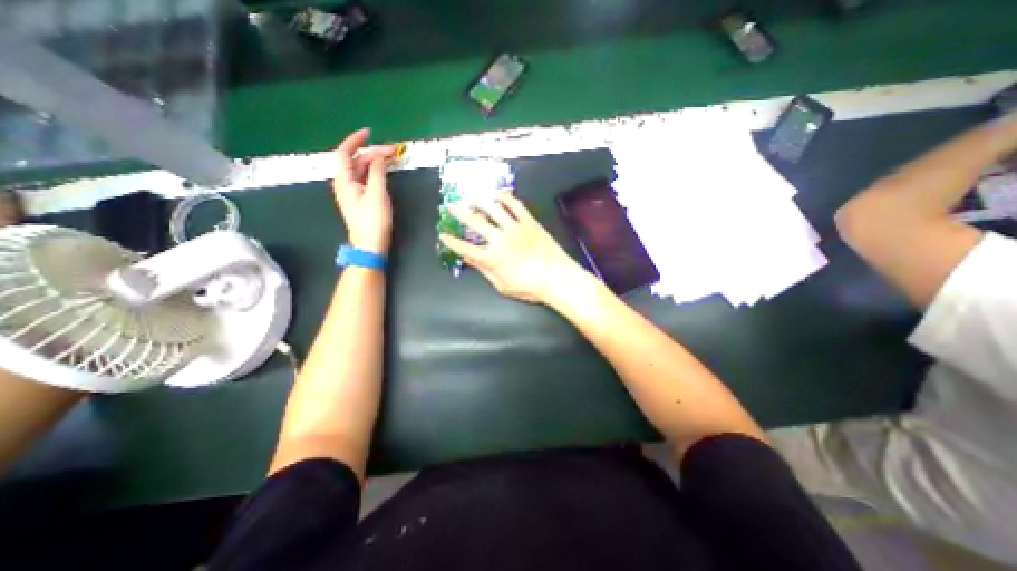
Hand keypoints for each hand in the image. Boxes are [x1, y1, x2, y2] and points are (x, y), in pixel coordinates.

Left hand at [336, 130, 397, 252]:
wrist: (370, 245)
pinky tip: (385, 172)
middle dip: (372, 152)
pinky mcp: (360, 200)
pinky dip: (375, 172)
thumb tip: (379, 156)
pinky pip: (366, 179)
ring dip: (374, 162)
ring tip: (391, 159)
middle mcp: (345, 183)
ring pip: (361, 170)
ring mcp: (352, 192)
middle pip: (355, 161)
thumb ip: (377, 172)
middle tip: (392, 151)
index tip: (370, 132)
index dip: (355, 140)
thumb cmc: (373, 220)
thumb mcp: (377, 194)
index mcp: (344, 180)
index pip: (344, 152)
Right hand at [437, 194, 587, 305]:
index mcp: (492, 258)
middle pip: (475, 223)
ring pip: (493, 208)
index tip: (442, 235)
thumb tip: (469, 259)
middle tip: (450, 206)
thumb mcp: (502, 285)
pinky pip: (515, 205)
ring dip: (479, 201)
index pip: (465, 248)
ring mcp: (515, 227)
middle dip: (460, 214)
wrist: (557, 277)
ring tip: (471, 197)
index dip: (451, 241)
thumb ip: (484, 271)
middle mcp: (500, 239)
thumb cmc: (529, 287)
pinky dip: (505, 198)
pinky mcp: (529, 221)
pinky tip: (498, 195)